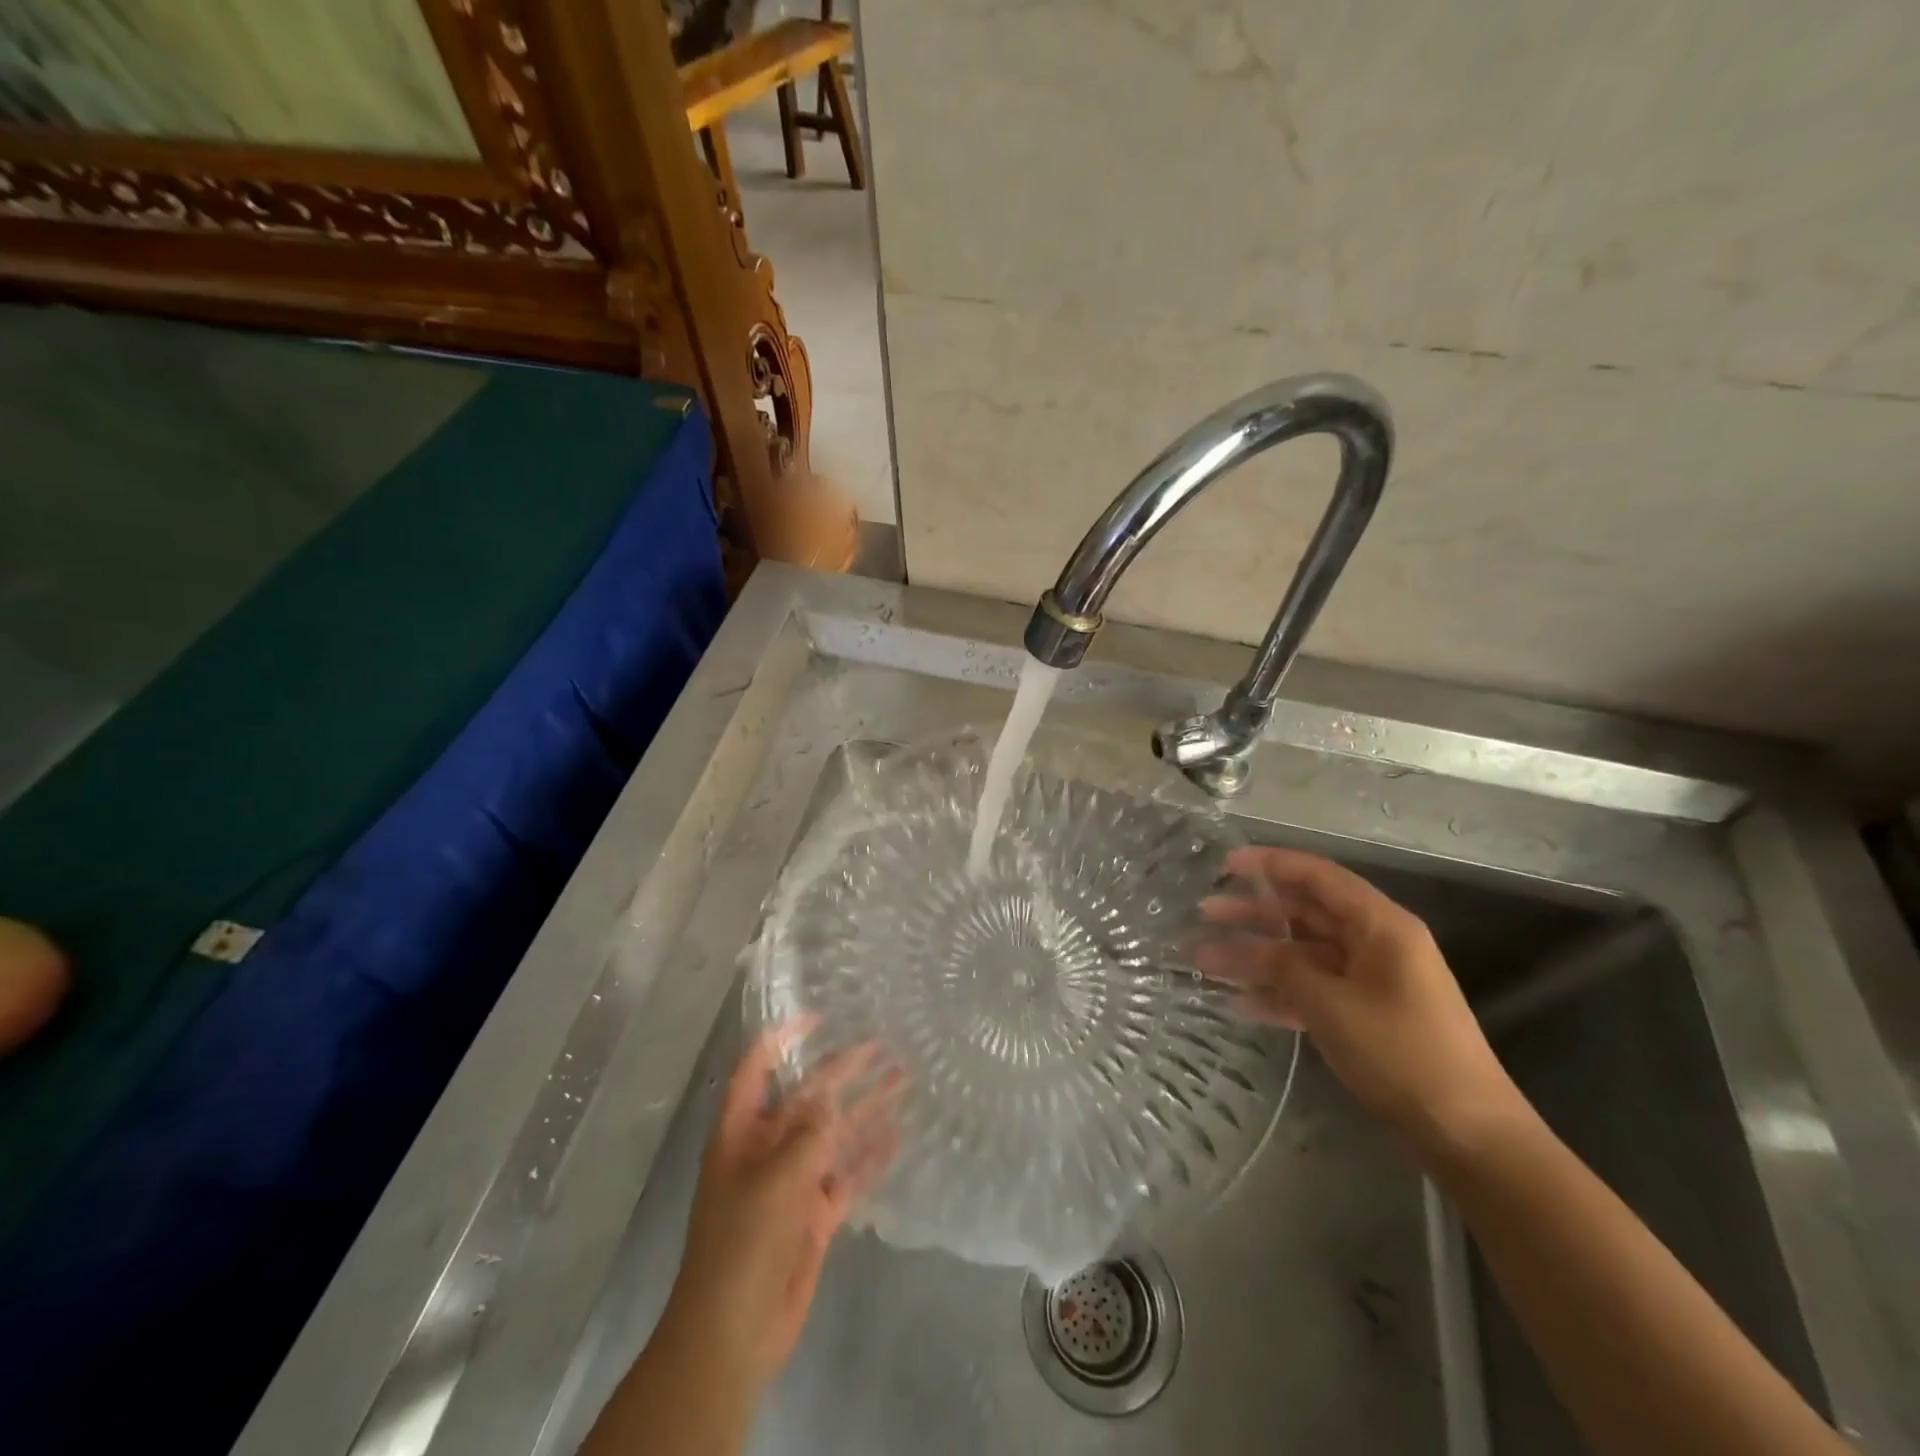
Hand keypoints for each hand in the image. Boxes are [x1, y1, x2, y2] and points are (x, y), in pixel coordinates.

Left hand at [661, 1026, 899, 1391]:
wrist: (733, 1332)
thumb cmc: (742, 1242)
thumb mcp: (774, 1178)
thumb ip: (807, 1133)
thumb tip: (830, 1094)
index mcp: (742, 1131)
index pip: (759, 1068)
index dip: (784, 1038)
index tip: (819, 1017)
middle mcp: (768, 1148)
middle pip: (808, 1097)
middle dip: (841, 1070)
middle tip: (881, 1045)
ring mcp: (793, 1181)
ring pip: (834, 1132)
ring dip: (865, 1106)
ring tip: (901, 1079)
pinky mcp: (814, 1213)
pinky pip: (847, 1174)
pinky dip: (871, 1155)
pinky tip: (899, 1135)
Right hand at [1196, 847, 1524, 1159]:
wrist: (1467, 1134)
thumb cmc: (1401, 1054)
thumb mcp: (1332, 1005)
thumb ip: (1284, 968)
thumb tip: (1252, 949)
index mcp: (1380, 926)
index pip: (1317, 876)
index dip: (1269, 864)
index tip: (1224, 864)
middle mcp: (1376, 943)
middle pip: (1305, 914)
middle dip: (1253, 913)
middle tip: (1204, 913)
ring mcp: (1371, 980)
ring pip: (1303, 954)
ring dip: (1256, 957)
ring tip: (1205, 960)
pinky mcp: (1366, 1014)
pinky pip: (1314, 990)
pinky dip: (1279, 993)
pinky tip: (1238, 1001)